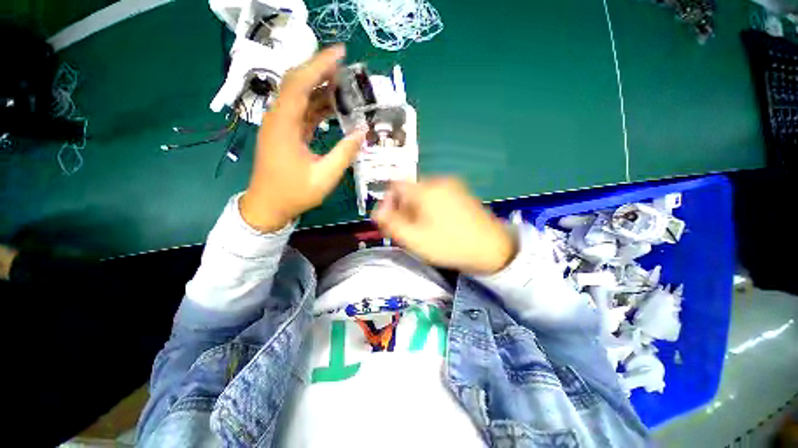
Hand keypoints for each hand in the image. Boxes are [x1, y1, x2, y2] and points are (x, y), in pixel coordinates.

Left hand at [240, 45, 366, 231]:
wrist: (268, 206)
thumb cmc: (294, 194)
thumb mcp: (324, 176)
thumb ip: (344, 153)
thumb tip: (363, 132)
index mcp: (284, 125)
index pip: (299, 83)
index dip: (319, 65)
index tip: (341, 53)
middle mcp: (278, 118)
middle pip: (297, 83)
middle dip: (320, 70)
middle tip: (345, 66)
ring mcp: (280, 125)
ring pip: (300, 97)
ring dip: (320, 88)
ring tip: (344, 85)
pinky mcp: (285, 133)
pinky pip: (302, 112)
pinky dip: (317, 106)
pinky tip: (333, 107)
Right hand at [372, 178, 517, 274]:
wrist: (492, 249)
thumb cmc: (449, 245)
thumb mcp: (414, 239)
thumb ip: (391, 224)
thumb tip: (377, 212)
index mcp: (425, 189)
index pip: (395, 185)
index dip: (388, 202)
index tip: (391, 221)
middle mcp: (438, 180)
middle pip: (409, 189)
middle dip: (402, 208)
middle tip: (406, 229)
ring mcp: (453, 185)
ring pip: (423, 193)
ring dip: (416, 209)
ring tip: (422, 229)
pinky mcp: (463, 193)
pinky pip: (437, 196)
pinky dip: (430, 208)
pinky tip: (438, 224)